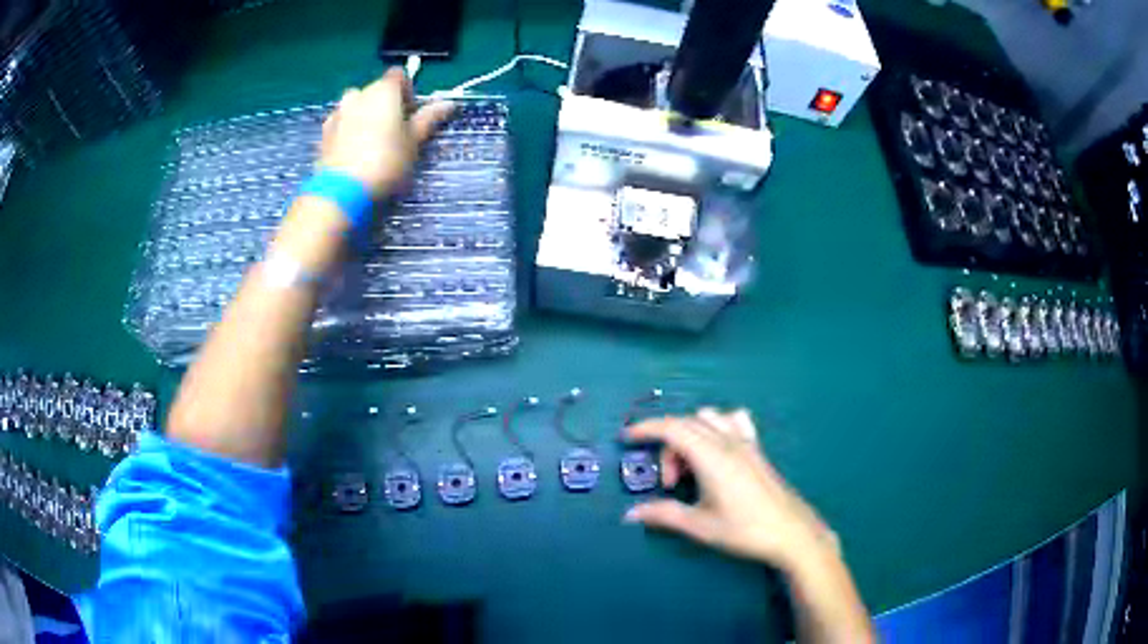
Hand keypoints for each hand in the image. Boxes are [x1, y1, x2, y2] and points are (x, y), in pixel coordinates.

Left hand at [319, 68, 453, 195]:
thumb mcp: (414, 141)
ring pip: (355, 105)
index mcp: (384, 90)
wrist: (343, 191)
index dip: (407, 90)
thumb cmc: (386, 161)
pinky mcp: (324, 133)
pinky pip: (341, 122)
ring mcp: (338, 112)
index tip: (411, 112)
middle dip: (384, 104)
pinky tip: (354, 151)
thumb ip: (429, 118)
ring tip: (371, 142)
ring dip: (364, 115)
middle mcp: (359, 94)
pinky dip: (348, 130)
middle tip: (394, 130)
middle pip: (375, 90)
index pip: (399, 75)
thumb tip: (449, 103)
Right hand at [623, 409, 838, 572]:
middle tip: (669, 484)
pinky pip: (734, 421)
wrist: (790, 532)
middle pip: (686, 425)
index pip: (672, 428)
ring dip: (690, 435)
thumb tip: (630, 514)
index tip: (626, 438)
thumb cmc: (744, 530)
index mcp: (711, 457)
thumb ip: (663, 515)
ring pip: (709, 419)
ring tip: (690, 468)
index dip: (646, 428)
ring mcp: (745, 443)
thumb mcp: (699, 526)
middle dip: (667, 447)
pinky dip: (717, 426)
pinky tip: (716, 449)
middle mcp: (727, 442)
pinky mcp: (757, 449)